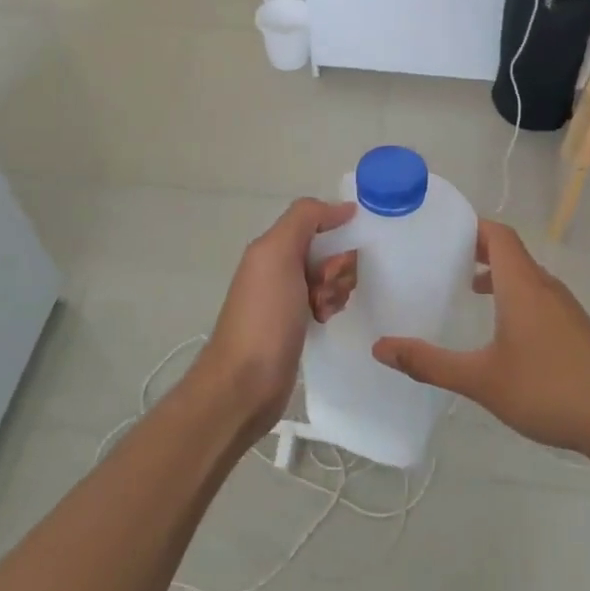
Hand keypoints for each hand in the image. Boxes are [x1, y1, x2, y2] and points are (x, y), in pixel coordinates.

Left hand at [191, 199, 357, 442]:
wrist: (246, 383)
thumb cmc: (264, 316)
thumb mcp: (278, 254)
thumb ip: (305, 218)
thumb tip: (343, 207)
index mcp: (273, 246)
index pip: (318, 221)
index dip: (336, 233)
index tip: (342, 256)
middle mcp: (279, 266)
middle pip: (329, 250)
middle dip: (338, 267)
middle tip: (326, 288)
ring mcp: (288, 296)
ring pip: (331, 277)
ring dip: (336, 289)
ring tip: (323, 310)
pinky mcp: (298, 323)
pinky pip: (327, 302)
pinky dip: (332, 307)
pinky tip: (324, 321)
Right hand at [371, 220, 589, 456]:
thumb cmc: (549, 389)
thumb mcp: (482, 380)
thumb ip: (430, 363)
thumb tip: (381, 348)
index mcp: (522, 284)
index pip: (498, 235)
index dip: (471, 226)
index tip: (439, 230)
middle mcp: (545, 287)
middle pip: (510, 252)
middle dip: (477, 250)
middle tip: (440, 259)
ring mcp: (565, 308)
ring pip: (525, 277)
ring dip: (496, 275)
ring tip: (465, 290)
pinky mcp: (576, 330)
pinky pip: (538, 297)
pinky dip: (514, 296)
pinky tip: (502, 332)